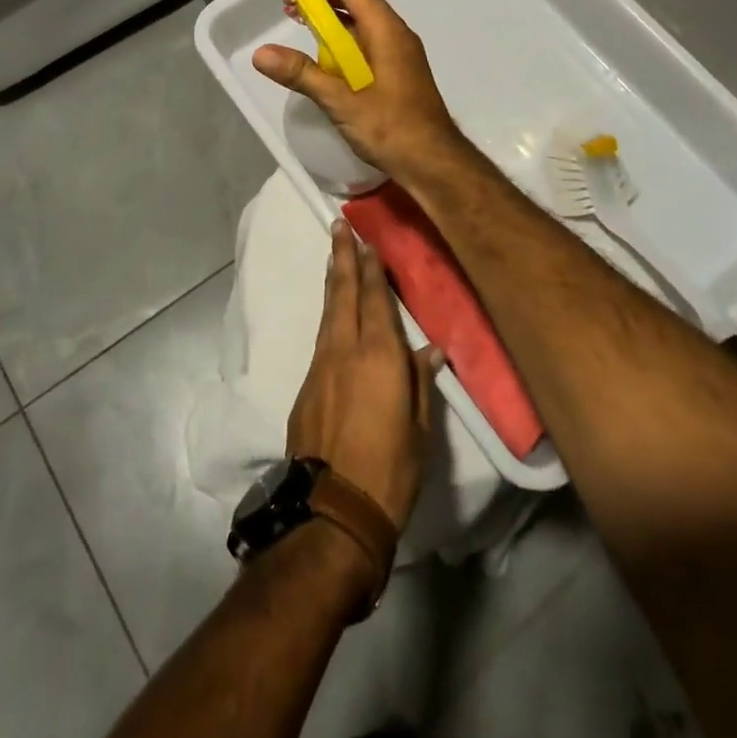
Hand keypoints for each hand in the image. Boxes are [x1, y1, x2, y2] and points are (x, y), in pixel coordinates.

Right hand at [252, 0, 467, 183]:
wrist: (433, 163)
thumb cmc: (391, 129)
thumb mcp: (341, 102)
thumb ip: (302, 74)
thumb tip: (261, 53)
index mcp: (386, 29)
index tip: (289, 0)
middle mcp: (394, 32)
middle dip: (319, 2)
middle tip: (290, 17)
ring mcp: (398, 52)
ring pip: (360, 22)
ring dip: (330, 25)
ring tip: (302, 41)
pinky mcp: (397, 70)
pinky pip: (366, 43)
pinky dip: (342, 45)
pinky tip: (326, 67)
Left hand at [286, 221, 442, 529]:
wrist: (332, 510)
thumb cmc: (390, 470)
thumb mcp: (419, 428)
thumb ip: (420, 382)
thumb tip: (429, 349)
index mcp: (378, 354)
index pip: (375, 298)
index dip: (371, 267)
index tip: (368, 241)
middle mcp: (345, 349)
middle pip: (343, 293)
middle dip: (342, 257)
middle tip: (339, 227)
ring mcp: (321, 366)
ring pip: (328, 312)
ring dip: (333, 281)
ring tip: (334, 256)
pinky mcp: (307, 386)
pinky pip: (321, 337)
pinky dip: (328, 314)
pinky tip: (333, 313)